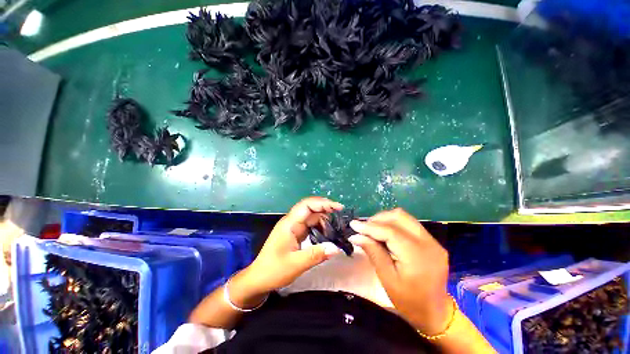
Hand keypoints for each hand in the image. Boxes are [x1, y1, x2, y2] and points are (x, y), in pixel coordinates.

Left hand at [245, 197, 343, 294]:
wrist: (258, 279)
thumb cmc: (273, 271)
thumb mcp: (295, 264)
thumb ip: (316, 255)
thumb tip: (336, 248)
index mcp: (289, 224)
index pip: (307, 205)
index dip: (323, 203)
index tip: (338, 207)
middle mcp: (292, 222)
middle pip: (310, 208)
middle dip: (326, 209)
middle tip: (341, 216)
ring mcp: (294, 227)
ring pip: (311, 217)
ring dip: (324, 219)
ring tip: (336, 227)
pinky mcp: (296, 233)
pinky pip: (310, 225)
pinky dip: (320, 227)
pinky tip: (327, 234)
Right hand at [349, 208, 451, 334]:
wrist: (435, 312)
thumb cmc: (409, 300)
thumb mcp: (387, 278)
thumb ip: (373, 252)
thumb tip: (355, 235)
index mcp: (418, 256)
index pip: (390, 231)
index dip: (370, 226)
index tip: (353, 225)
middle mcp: (428, 243)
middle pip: (399, 217)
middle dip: (378, 219)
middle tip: (364, 228)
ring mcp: (432, 240)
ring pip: (404, 217)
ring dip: (385, 219)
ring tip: (373, 230)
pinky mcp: (431, 241)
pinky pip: (409, 224)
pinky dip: (394, 224)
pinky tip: (385, 233)